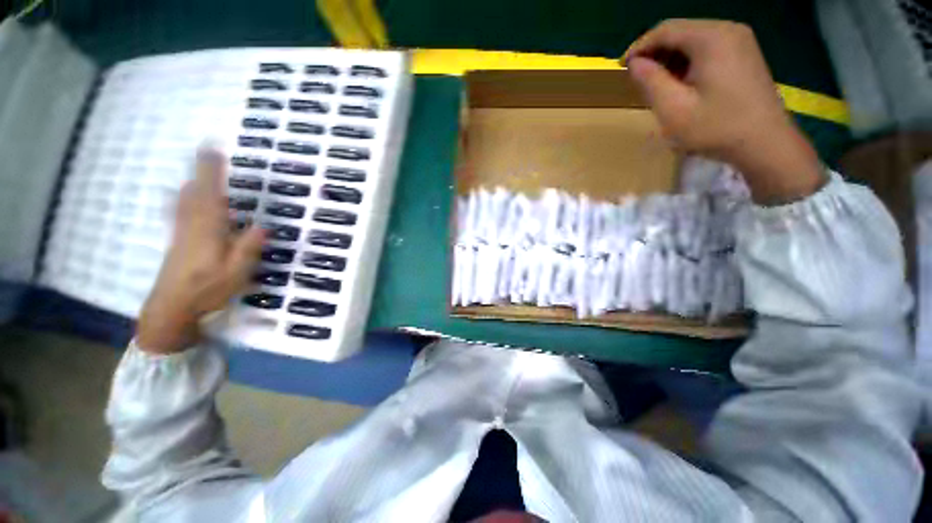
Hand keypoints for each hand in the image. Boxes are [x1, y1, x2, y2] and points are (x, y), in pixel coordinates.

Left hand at [136, 148, 264, 353]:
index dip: (211, 171)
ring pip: (185, 199)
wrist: (170, 308)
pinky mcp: (177, 239)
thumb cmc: (206, 291)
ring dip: (195, 181)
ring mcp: (181, 231)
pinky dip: (187, 196)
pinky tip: (190, 196)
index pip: (210, 195)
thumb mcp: (235, 274)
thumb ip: (247, 249)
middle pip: (195, 192)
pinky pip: (181, 209)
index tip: (213, 148)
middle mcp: (192, 225)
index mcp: (208, 231)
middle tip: (210, 152)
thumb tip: (263, 226)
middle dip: (202, 171)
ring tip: (204, 170)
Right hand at [626, 19, 823, 203]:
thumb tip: (634, 63)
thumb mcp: (673, 108)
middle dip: (655, 52)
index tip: (621, 66)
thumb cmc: (716, 128)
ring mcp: (740, 41)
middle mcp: (728, 30)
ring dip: (670, 59)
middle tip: (637, 78)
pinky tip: (680, 83)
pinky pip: (708, 49)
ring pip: (693, 40)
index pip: (665, 30)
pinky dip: (688, 62)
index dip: (639, 46)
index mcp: (711, 38)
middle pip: (681, 31)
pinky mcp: (745, 54)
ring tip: (656, 84)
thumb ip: (650, 81)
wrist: (766, 143)